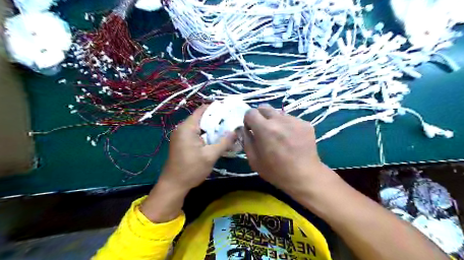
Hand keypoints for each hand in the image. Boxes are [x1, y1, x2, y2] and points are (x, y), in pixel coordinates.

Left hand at [139, 105, 235, 221]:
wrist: (173, 185)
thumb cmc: (191, 169)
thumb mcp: (210, 156)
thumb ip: (224, 142)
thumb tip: (235, 131)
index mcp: (187, 127)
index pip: (202, 110)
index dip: (216, 108)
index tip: (229, 110)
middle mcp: (182, 128)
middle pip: (201, 118)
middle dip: (216, 119)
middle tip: (231, 122)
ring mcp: (181, 136)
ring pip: (199, 127)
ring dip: (212, 128)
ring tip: (227, 130)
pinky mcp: (182, 143)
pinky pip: (196, 134)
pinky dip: (206, 135)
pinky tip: (216, 140)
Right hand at [243, 103, 337, 196]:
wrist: (304, 176)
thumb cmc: (276, 171)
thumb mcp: (253, 160)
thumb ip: (246, 140)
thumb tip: (245, 129)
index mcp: (265, 129)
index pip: (250, 112)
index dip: (248, 120)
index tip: (251, 129)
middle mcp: (279, 120)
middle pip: (264, 107)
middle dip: (259, 116)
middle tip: (262, 129)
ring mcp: (294, 120)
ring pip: (278, 113)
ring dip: (274, 121)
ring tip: (279, 136)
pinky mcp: (305, 123)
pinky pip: (291, 119)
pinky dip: (287, 125)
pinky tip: (290, 139)